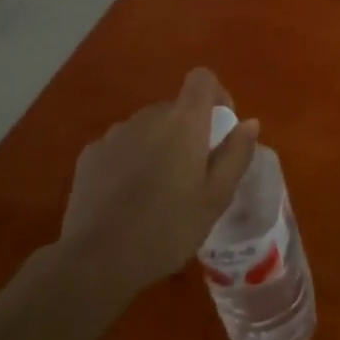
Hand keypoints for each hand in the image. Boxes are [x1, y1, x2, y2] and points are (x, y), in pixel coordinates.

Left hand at [56, 68, 258, 300]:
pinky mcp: (89, 155)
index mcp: (184, 121)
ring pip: (147, 127)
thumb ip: (236, 154)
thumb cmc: (168, 228)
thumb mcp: (216, 198)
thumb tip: (249, 123)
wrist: (96, 261)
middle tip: (192, 173)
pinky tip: (126, 197)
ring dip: (157, 145)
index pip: (202, 78)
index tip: (221, 127)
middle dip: (187, 130)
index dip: (216, 94)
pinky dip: (129, 160)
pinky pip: (120, 146)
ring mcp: (115, 134)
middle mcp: (148, 116)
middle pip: (175, 108)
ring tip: (157, 189)